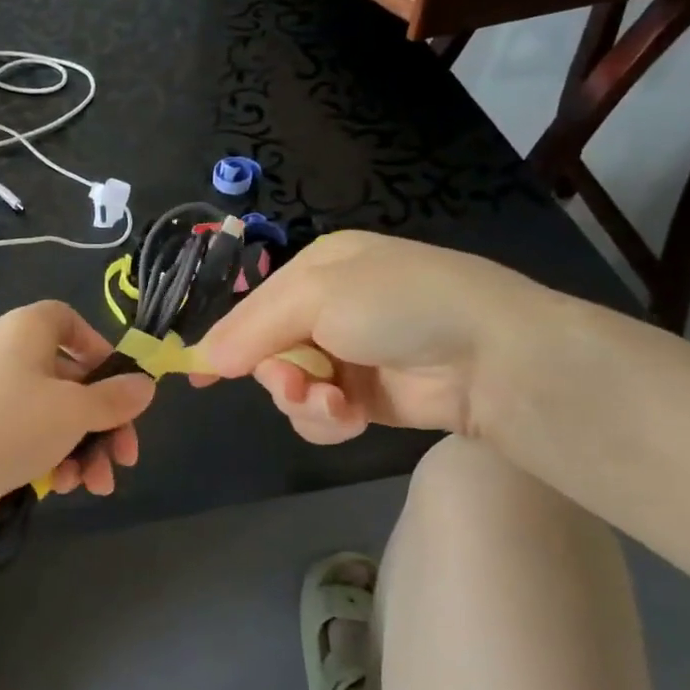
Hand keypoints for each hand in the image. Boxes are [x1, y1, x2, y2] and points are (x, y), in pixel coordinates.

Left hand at [0, 301, 155, 525]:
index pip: (67, 320)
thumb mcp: (74, 411)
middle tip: (126, 456)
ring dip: (84, 448)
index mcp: (25, 330)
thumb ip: (115, 398)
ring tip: (97, 485)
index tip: (120, 384)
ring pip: (54, 413)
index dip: (98, 348)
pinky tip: (62, 486)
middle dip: (104, 420)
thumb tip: (145, 384)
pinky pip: (29, 433)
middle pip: (71, 378)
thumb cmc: (10, 427)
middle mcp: (8, 354)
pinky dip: (51, 455)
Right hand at [195, 231, 550, 443]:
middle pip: (268, 352)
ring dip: (303, 401)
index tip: (198, 373)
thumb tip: (202, 359)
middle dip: (276, 374)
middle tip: (293, 384)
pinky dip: (328, 420)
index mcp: (319, 269)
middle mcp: (330, 310)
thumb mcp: (315, 296)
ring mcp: (349, 357)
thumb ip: (251, 328)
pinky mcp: (366, 399)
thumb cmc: (397, 305)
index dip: (226, 339)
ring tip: (334, 404)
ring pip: (290, 389)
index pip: (254, 306)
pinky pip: (320, 415)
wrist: (491, 358)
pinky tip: (351, 417)